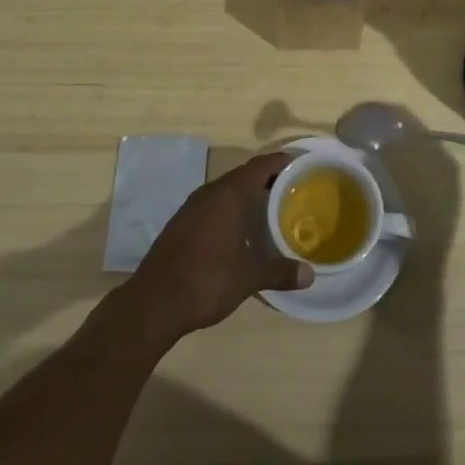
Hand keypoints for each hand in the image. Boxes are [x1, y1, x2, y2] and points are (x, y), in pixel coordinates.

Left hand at [126, 151, 311, 341]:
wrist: (154, 302)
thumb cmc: (206, 281)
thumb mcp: (248, 278)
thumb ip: (279, 272)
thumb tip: (310, 275)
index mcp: (228, 195)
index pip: (259, 166)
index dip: (280, 162)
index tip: (300, 163)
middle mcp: (210, 192)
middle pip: (243, 175)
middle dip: (267, 179)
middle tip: (292, 188)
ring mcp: (192, 207)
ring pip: (226, 190)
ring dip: (247, 194)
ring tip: (270, 207)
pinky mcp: (181, 223)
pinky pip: (213, 204)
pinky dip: (230, 208)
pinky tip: (239, 228)